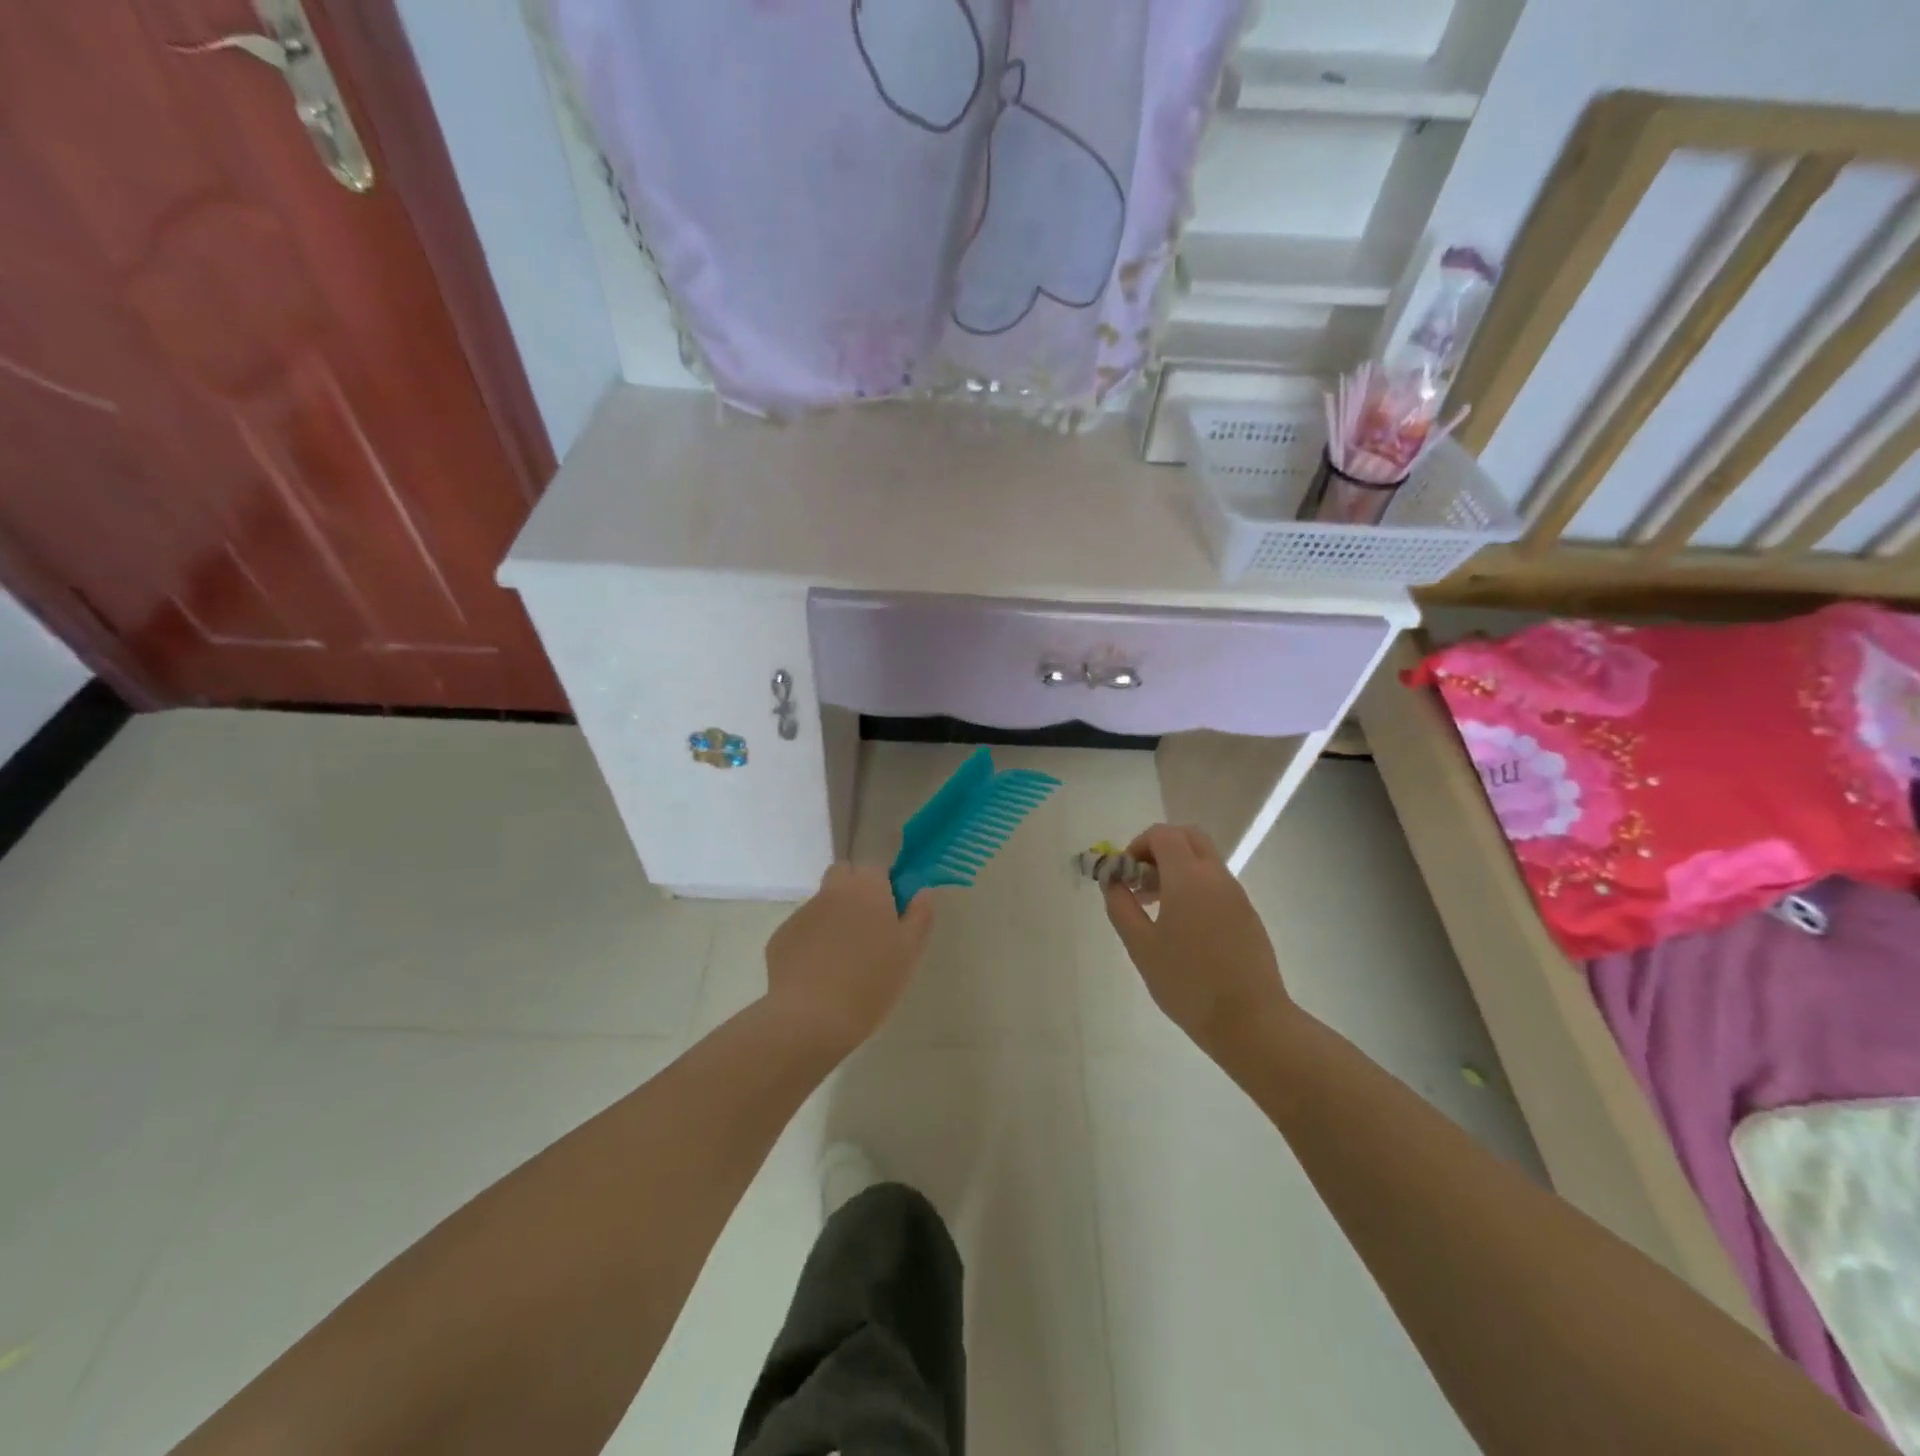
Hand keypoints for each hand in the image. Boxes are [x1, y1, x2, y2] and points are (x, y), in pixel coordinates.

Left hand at [765, 864, 935, 1053]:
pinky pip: (802, 930)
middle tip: (867, 928)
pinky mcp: (780, 937)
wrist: (812, 1017)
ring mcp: (802, 913)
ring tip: (842, 960)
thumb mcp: (909, 952)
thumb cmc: (871, 982)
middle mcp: (832, 891)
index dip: (884, 887)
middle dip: (854, 891)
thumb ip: (920, 916)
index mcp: (867, 888)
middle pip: (843, 875)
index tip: (891, 914)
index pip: (876, 869)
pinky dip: (811, 943)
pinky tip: (818, 974)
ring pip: (822, 904)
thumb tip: (923, 893)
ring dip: (833, 918)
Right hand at [1102, 824, 1291, 1051]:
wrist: (1250, 1021)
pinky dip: (1195, 886)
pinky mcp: (1247, 914)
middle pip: (1188, 837)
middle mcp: (1216, 876)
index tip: (1124, 875)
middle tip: (1141, 881)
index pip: (1163, 834)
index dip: (1138, 845)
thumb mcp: (1141, 946)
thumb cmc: (1187, 983)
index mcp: (1188, 878)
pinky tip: (1183, 927)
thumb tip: (1113, 881)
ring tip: (1156, 908)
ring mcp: (1236, 894)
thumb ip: (1121, 906)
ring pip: (1204, 859)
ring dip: (1177, 868)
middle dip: (1159, 849)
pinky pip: (1216, 883)